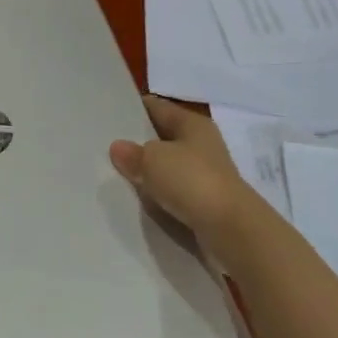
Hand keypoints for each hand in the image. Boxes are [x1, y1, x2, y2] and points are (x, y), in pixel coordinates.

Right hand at [109, 95, 262, 248]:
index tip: (109, 113)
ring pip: (168, 167)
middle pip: (163, 137)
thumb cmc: (192, 181)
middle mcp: (202, 145)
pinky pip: (174, 193)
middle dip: (138, 143)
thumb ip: (133, 153)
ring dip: (149, 173)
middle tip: (106, 146)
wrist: (231, 230)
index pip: (158, 107)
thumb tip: (118, 148)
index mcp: (193, 124)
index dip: (135, 108)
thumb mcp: (153, 160)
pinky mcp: (205, 203)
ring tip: (115, 175)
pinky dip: (159, 196)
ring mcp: (206, 175)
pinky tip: (138, 201)